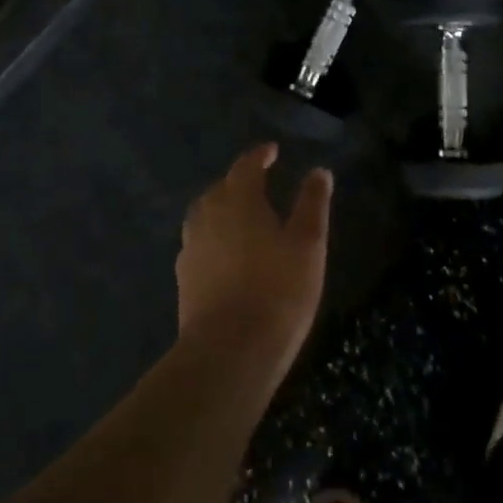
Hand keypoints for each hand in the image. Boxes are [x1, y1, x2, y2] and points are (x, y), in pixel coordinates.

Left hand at [177, 143, 331, 372]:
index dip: (259, 156)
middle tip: (259, 184)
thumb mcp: (308, 244)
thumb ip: (312, 204)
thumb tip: (319, 171)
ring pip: (204, 215)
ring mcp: (191, 248)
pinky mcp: (184, 279)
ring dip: (221, 208)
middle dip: (238, 182)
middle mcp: (208, 216)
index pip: (246, 166)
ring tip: (240, 216)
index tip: (272, 151)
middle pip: (220, 188)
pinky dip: (213, 237)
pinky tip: (225, 254)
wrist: (229, 351)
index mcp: (238, 200)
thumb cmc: (278, 290)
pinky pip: (198, 243)